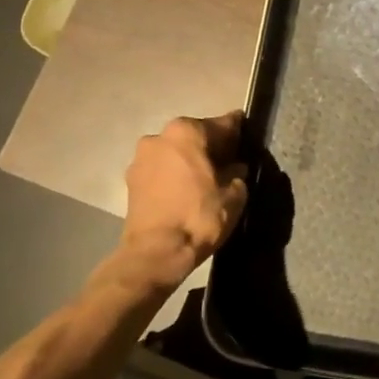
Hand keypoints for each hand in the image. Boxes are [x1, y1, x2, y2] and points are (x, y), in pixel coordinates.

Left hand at [115, 113, 249, 290]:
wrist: (155, 254)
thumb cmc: (198, 217)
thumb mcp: (233, 195)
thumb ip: (236, 174)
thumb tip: (235, 169)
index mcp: (187, 131)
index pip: (222, 124)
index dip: (238, 132)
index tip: (248, 137)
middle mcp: (160, 136)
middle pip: (195, 135)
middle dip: (212, 146)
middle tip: (229, 162)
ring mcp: (141, 157)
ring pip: (175, 152)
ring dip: (190, 160)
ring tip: (206, 180)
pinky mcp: (131, 180)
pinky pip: (161, 169)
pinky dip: (173, 175)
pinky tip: (186, 191)